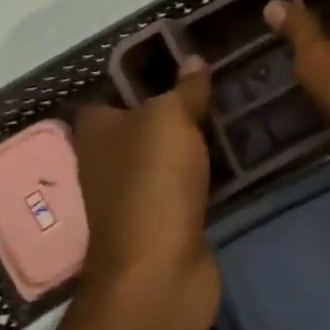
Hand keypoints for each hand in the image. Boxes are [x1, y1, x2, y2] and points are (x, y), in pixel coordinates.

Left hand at [70, 57, 218, 323]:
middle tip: (216, 80)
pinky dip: (204, 170)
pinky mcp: (164, 220)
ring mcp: (135, 195)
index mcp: (97, 132)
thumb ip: (184, 89)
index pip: (109, 92)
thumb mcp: (170, 119)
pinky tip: (232, 153)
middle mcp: (108, 161)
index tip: (177, 57)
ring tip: (230, 109)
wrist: (159, 272)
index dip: (137, 75)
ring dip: (192, 139)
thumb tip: (192, 59)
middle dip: (173, 105)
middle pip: (141, 122)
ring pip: (166, 154)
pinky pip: (186, 182)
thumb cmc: (152, 183)